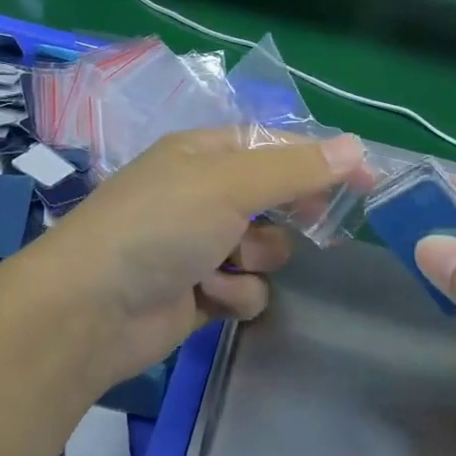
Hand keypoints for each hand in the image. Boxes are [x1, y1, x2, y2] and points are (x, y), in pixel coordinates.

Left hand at [17, 129, 364, 395]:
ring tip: (225, 264)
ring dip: (254, 260)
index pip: (275, 146)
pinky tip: (209, 297)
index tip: (363, 180)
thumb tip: (356, 146)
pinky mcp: (199, 292)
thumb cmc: (159, 226)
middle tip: (309, 225)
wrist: (91, 309)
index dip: (319, 160)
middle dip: (285, 217)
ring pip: (266, 249)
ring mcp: (199, 245)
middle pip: (275, 199)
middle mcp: (202, 194)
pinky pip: (245, 289)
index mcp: (204, 154)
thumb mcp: (229, 184)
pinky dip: (234, 294)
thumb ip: (295, 168)